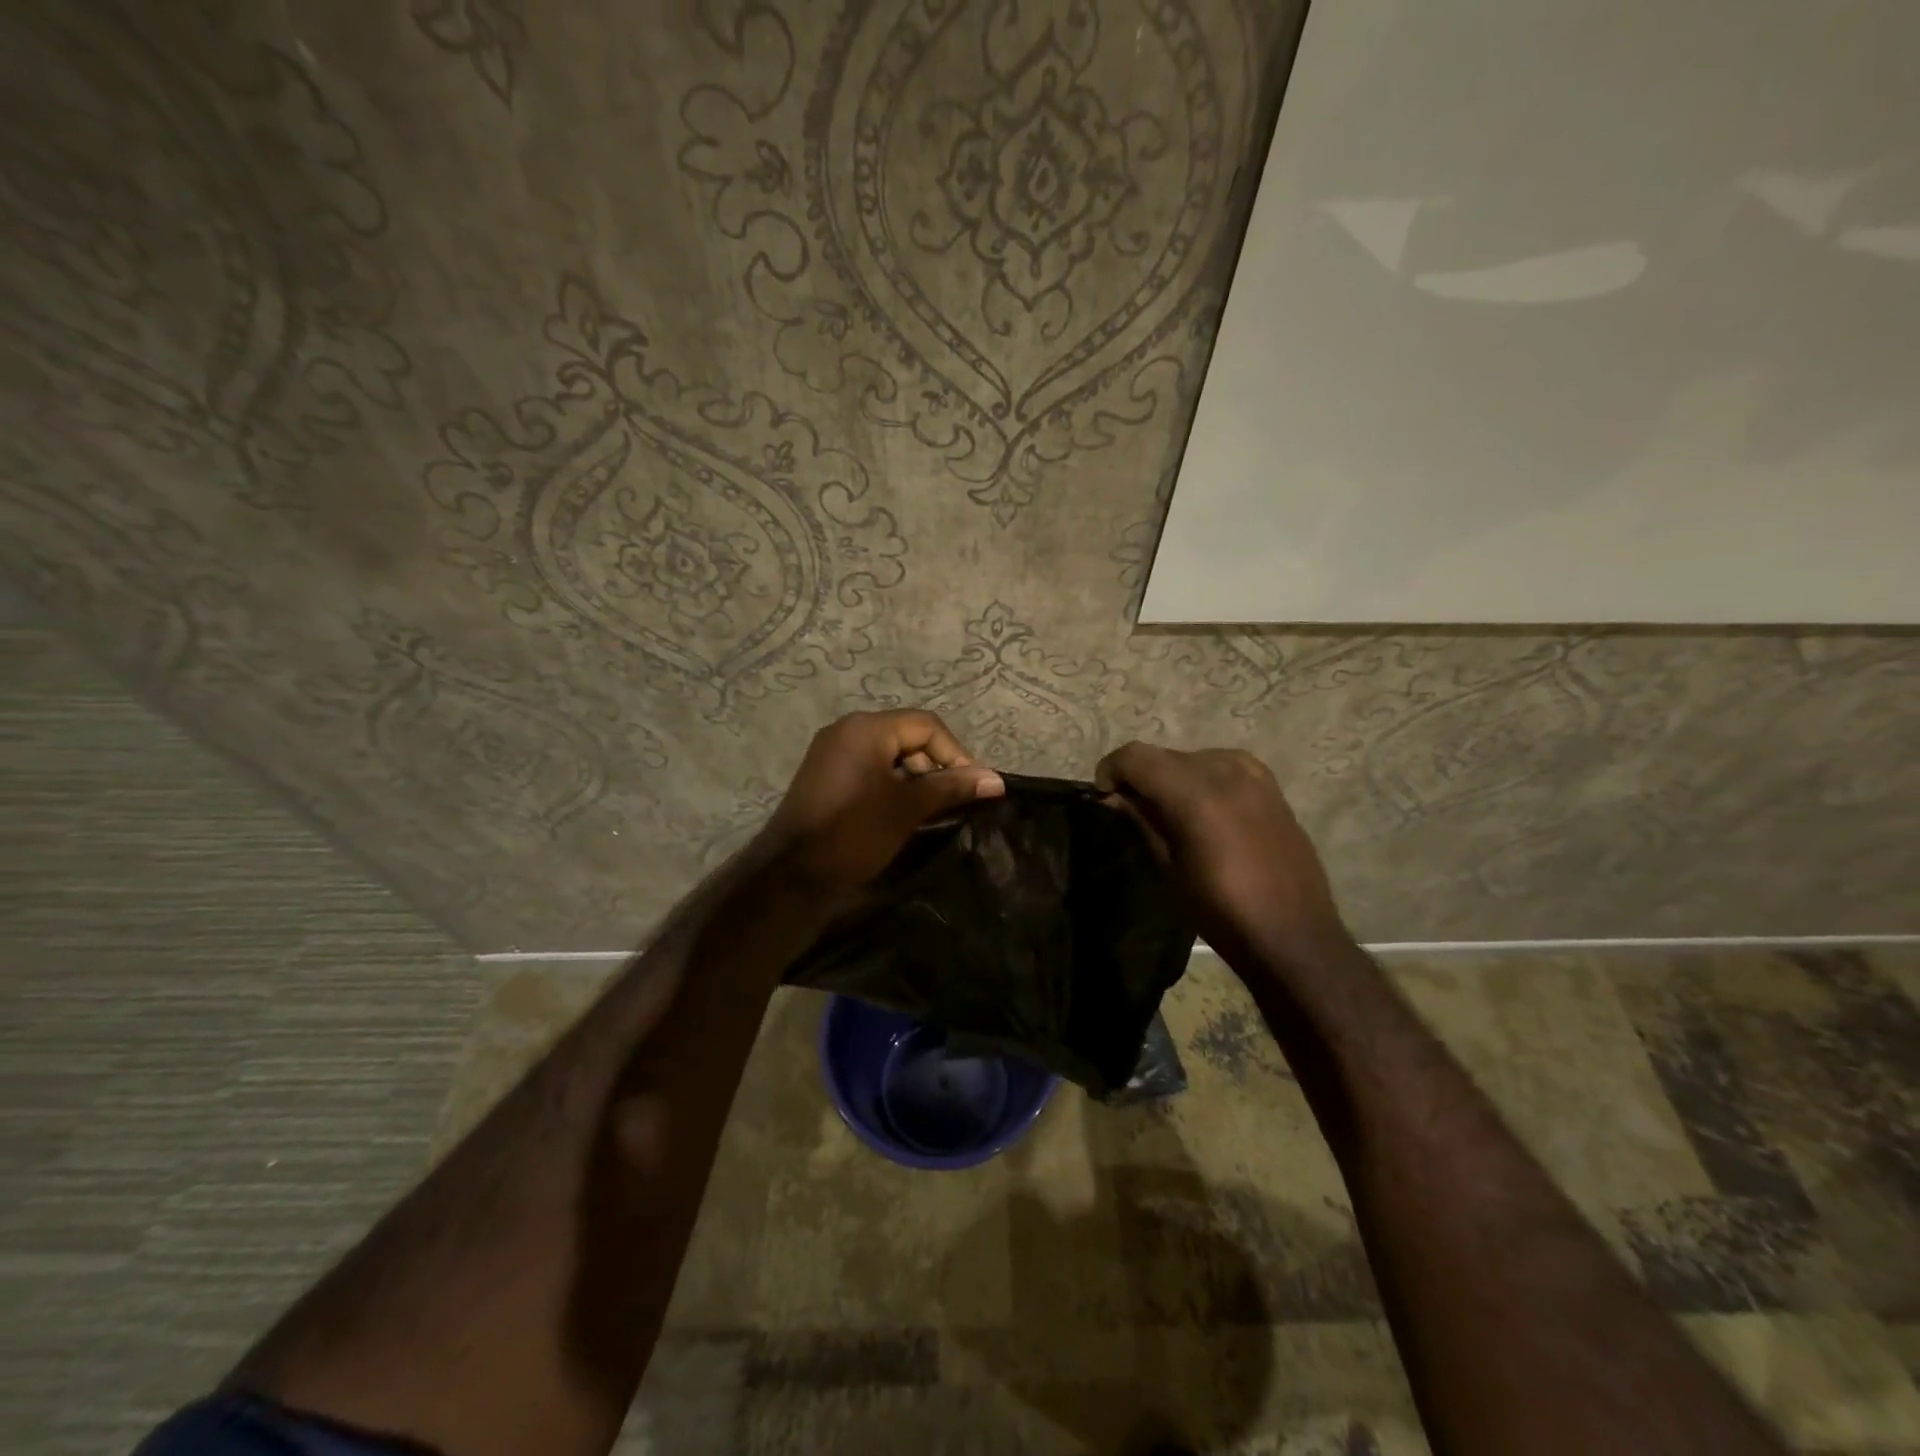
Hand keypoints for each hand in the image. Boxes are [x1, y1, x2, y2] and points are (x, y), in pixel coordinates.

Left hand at [759, 710, 1003, 900]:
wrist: (792, 874)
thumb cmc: (854, 833)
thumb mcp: (907, 809)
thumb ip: (951, 787)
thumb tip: (996, 780)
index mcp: (866, 729)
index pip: (926, 725)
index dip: (955, 754)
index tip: (971, 788)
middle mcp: (847, 730)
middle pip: (907, 736)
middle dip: (934, 765)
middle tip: (950, 801)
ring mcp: (832, 752)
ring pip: (889, 754)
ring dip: (914, 778)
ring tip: (929, 811)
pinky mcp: (826, 775)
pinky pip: (869, 768)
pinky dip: (891, 784)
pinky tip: (902, 813)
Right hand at [1095, 743, 1347, 966]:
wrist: (1294, 935)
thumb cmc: (1222, 911)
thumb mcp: (1170, 868)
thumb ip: (1143, 821)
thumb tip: (1115, 796)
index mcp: (1196, 794)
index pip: (1137, 756)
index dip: (1112, 768)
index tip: (1104, 794)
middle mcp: (1226, 771)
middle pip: (1166, 755)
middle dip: (1142, 774)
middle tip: (1131, 807)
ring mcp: (1255, 776)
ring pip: (1196, 757)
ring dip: (1174, 775)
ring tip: (1169, 809)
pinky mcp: (1273, 788)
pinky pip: (1226, 767)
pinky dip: (1204, 778)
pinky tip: (1204, 809)